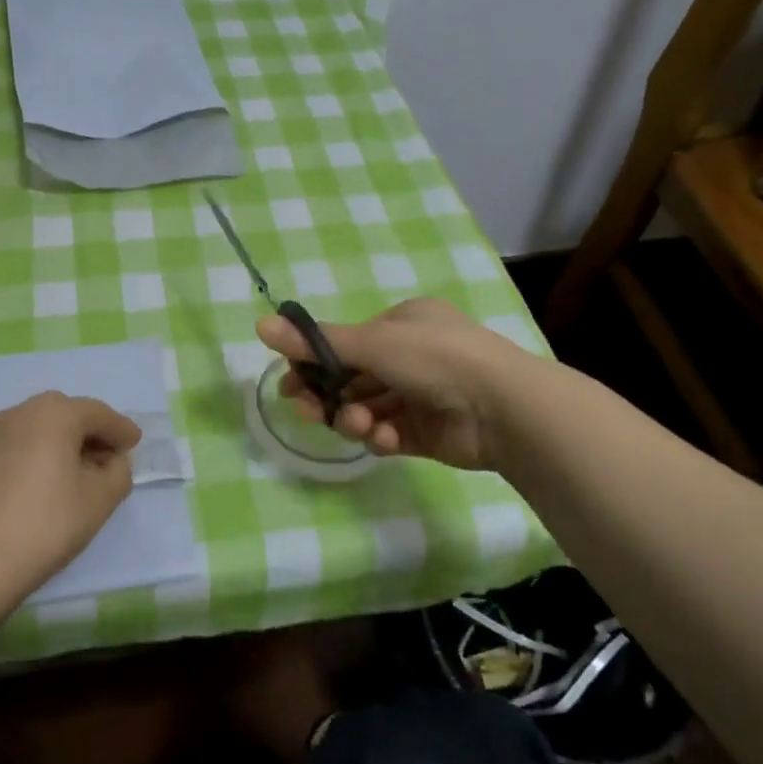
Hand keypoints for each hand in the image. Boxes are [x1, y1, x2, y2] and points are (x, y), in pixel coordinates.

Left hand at [0, 392, 142, 601]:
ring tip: (73, 473)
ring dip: (60, 443)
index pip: (98, 413)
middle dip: (89, 432)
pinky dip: (33, 455)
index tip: (134, 444)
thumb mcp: (100, 500)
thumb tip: (112, 461)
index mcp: (54, 414)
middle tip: (107, 458)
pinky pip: (14, 446)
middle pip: (65, 414)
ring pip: (36, 429)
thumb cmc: (46, 525)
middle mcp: (19, 412)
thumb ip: (118, 472)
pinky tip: (39, 485)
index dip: (121, 429)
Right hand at [256, 297, 523, 470]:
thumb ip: (315, 342)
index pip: (347, 342)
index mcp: (404, 324)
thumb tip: (259, 325)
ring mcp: (421, 396)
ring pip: (368, 408)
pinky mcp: (428, 432)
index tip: (291, 382)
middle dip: (329, 395)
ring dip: (354, 418)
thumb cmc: (435, 359)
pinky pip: (389, 433)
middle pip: (353, 378)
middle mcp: (412, 356)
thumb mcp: (371, 343)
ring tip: (356, 426)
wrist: (503, 407)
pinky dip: (380, 436)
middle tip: (307, 408)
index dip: (315, 362)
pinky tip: (382, 439)